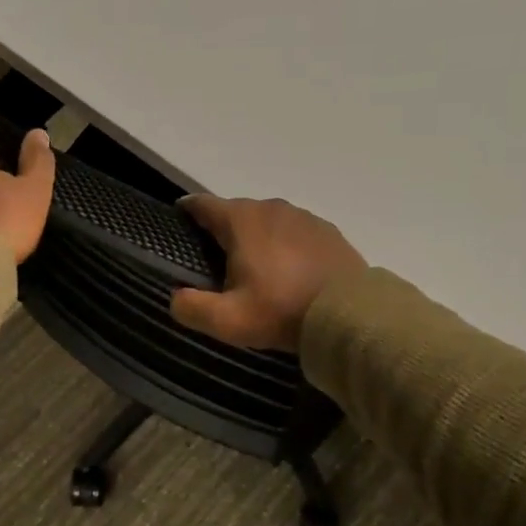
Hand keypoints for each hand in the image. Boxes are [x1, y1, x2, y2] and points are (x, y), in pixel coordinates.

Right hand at [170, 195, 365, 351]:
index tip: (178, 222)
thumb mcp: (228, 320)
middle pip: (236, 212)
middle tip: (216, 262)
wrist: (349, 314)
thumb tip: (176, 296)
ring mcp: (303, 216)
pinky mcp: (327, 231)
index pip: (203, 204)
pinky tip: (289, 270)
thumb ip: (192, 308)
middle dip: (223, 231)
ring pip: (267, 221)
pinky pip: (295, 232)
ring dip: (257, 238)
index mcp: (242, 220)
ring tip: (255, 267)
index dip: (187, 211)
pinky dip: (285, 245)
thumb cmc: (282, 311)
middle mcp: (271, 208)